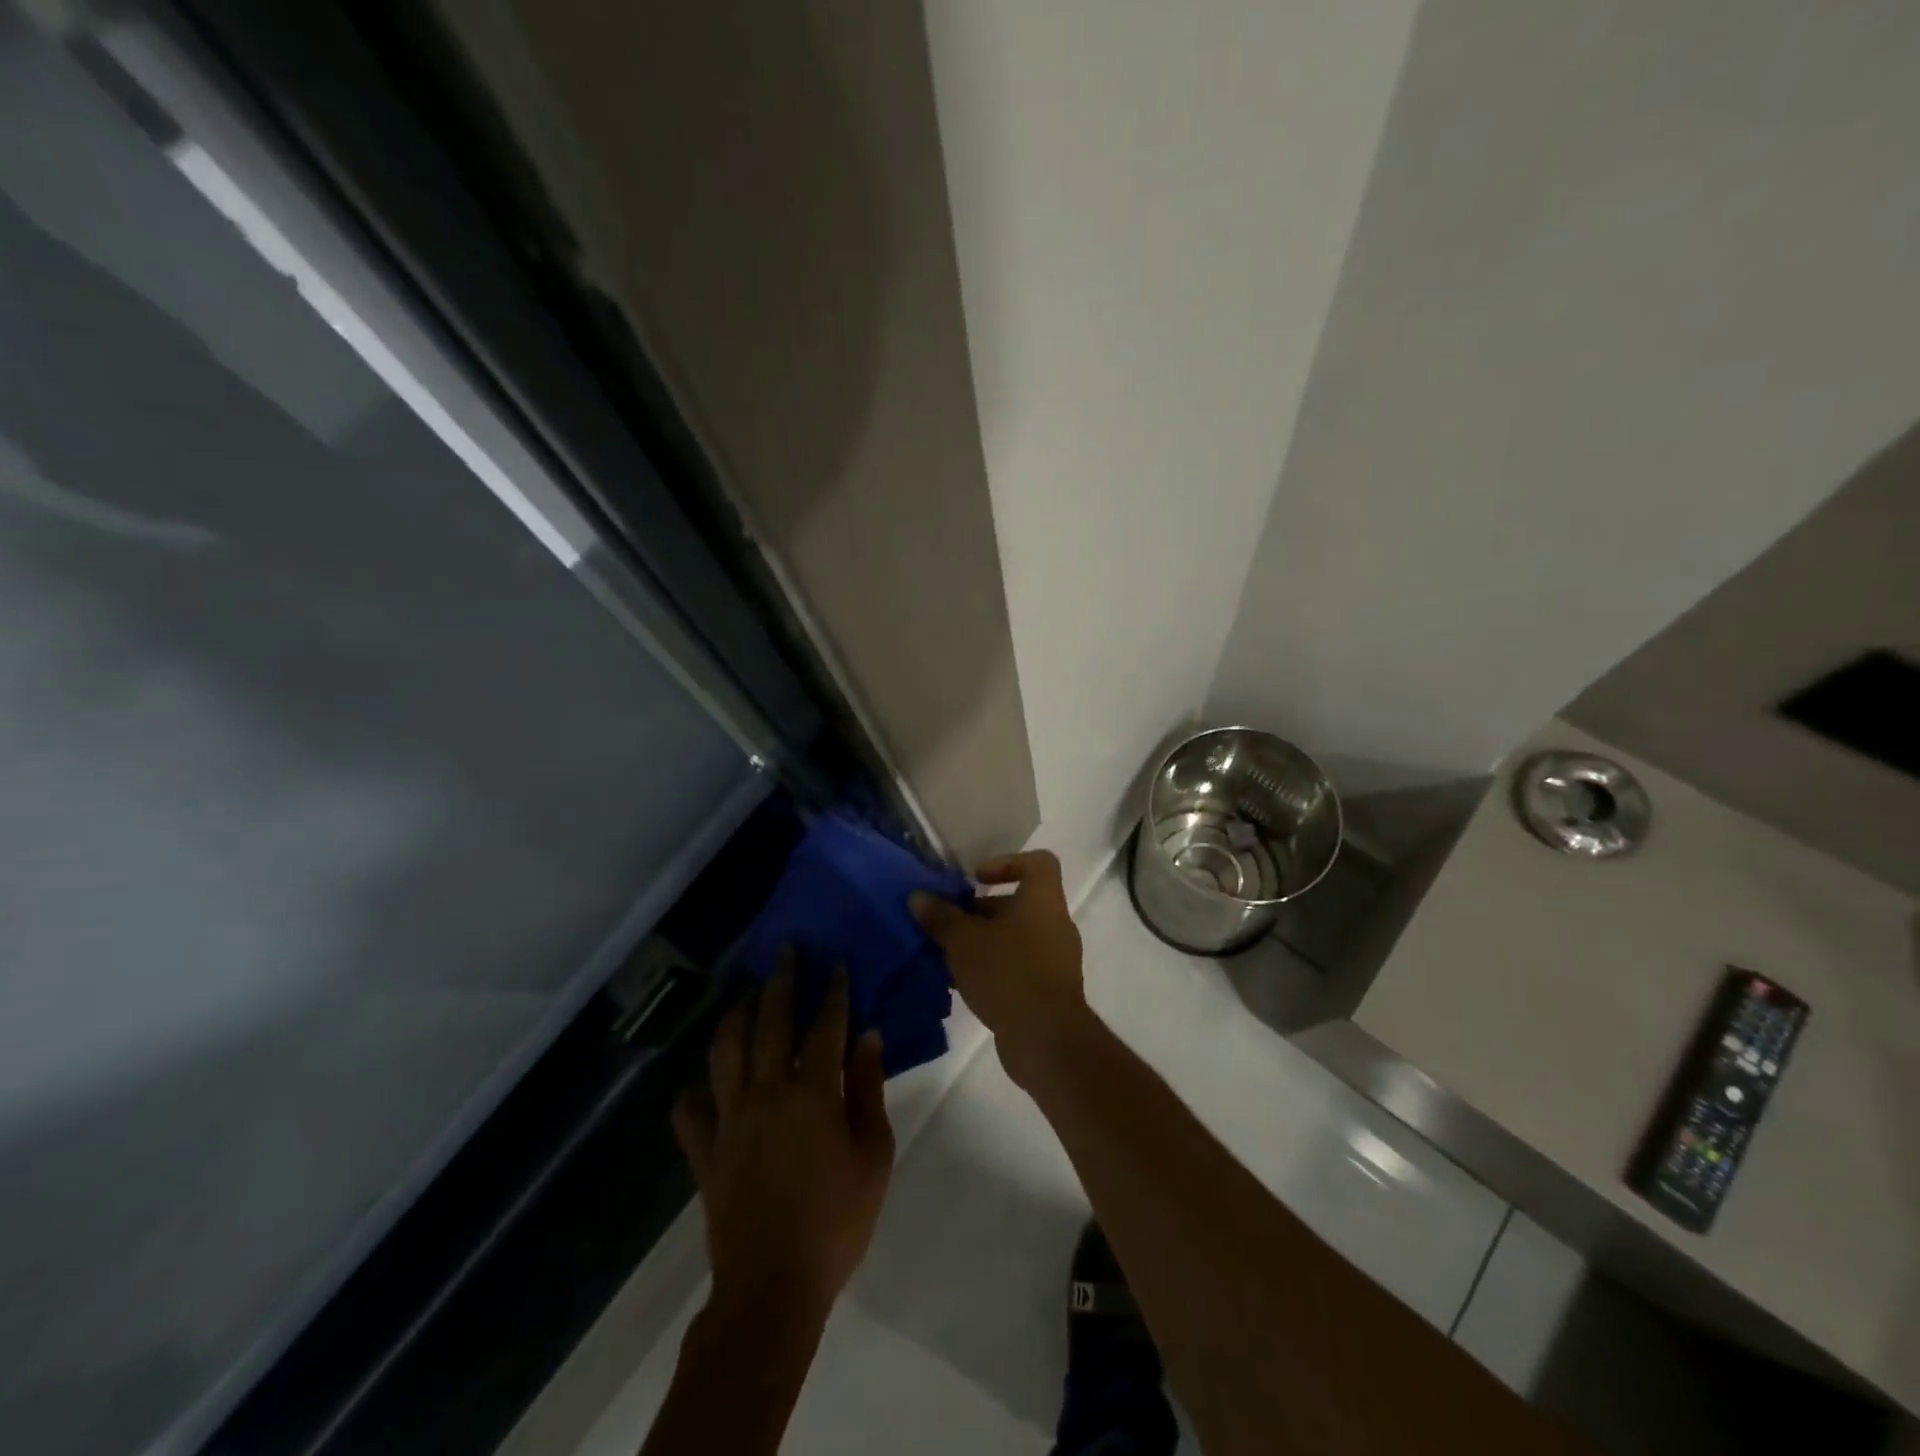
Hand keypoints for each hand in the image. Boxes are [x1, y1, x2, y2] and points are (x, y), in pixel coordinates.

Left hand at [672, 958, 894, 1322]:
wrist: (773, 1287)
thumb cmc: (836, 1220)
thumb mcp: (873, 1155)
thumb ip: (868, 1089)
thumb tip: (867, 1036)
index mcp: (811, 1093)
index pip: (823, 1027)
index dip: (832, 992)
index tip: (836, 964)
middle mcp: (765, 1093)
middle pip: (770, 1023)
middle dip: (780, 982)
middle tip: (785, 952)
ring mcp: (728, 1120)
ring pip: (724, 1051)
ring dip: (735, 1015)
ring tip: (745, 994)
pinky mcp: (705, 1151)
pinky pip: (690, 1112)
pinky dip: (694, 1091)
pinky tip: (704, 1082)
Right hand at [911, 850, 1090, 1087]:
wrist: (1046, 1039)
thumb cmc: (1007, 972)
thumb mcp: (963, 941)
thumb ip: (940, 916)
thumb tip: (918, 896)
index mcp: (1043, 900)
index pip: (1038, 863)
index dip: (1007, 863)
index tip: (976, 879)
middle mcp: (1055, 924)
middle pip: (1019, 904)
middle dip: (980, 911)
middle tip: (948, 923)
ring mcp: (1055, 960)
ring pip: (1015, 938)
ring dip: (983, 943)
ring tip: (947, 956)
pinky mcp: (1049, 991)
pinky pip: (1018, 967)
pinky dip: (993, 969)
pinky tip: (961, 985)